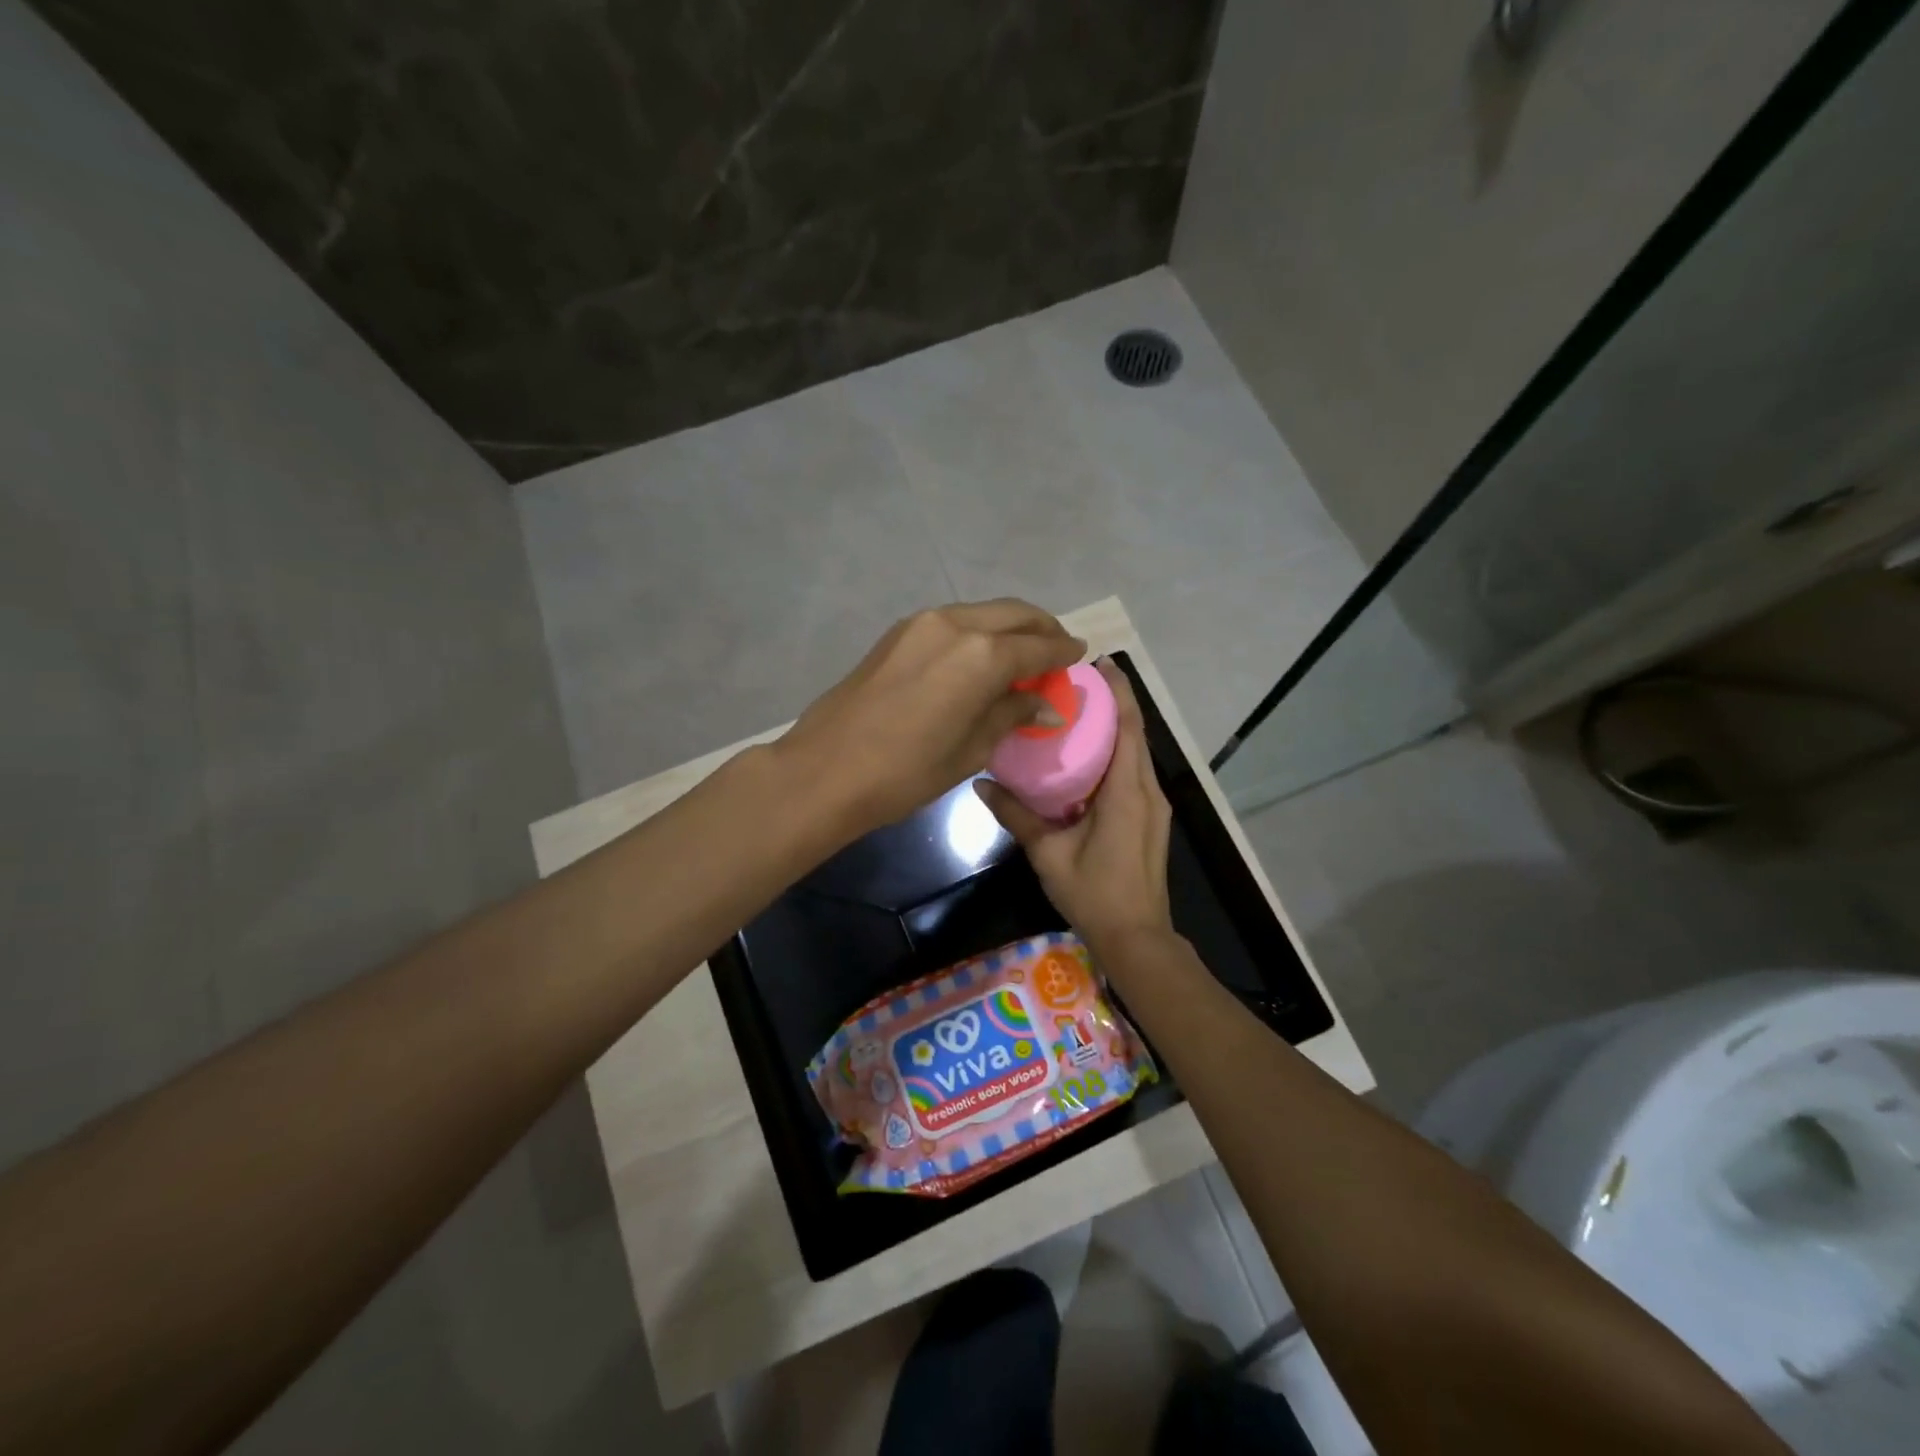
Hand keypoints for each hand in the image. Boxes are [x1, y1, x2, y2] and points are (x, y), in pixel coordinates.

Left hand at [779, 600, 1085, 836]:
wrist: (825, 769)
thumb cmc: (906, 771)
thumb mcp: (970, 749)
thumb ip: (1011, 714)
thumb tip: (1046, 704)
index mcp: (982, 654)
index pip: (1038, 647)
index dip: (1063, 653)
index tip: (1080, 654)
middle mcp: (955, 624)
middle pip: (1013, 614)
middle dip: (1041, 629)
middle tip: (1058, 649)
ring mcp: (922, 623)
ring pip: (981, 613)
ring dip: (1008, 627)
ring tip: (1023, 654)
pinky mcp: (898, 633)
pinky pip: (953, 622)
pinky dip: (978, 632)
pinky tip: (981, 657)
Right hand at [974, 659, 1173, 956]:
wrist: (1137, 938)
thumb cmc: (1093, 893)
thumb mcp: (1048, 853)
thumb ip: (1017, 815)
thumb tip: (981, 783)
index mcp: (1127, 792)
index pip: (1128, 727)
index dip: (1118, 692)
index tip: (1100, 662)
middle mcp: (1148, 791)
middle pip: (1135, 734)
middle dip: (1113, 703)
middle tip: (1076, 681)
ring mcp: (1154, 806)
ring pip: (1136, 753)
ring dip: (1115, 728)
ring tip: (1078, 710)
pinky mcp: (1151, 819)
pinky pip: (1134, 773)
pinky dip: (1116, 754)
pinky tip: (1087, 756)